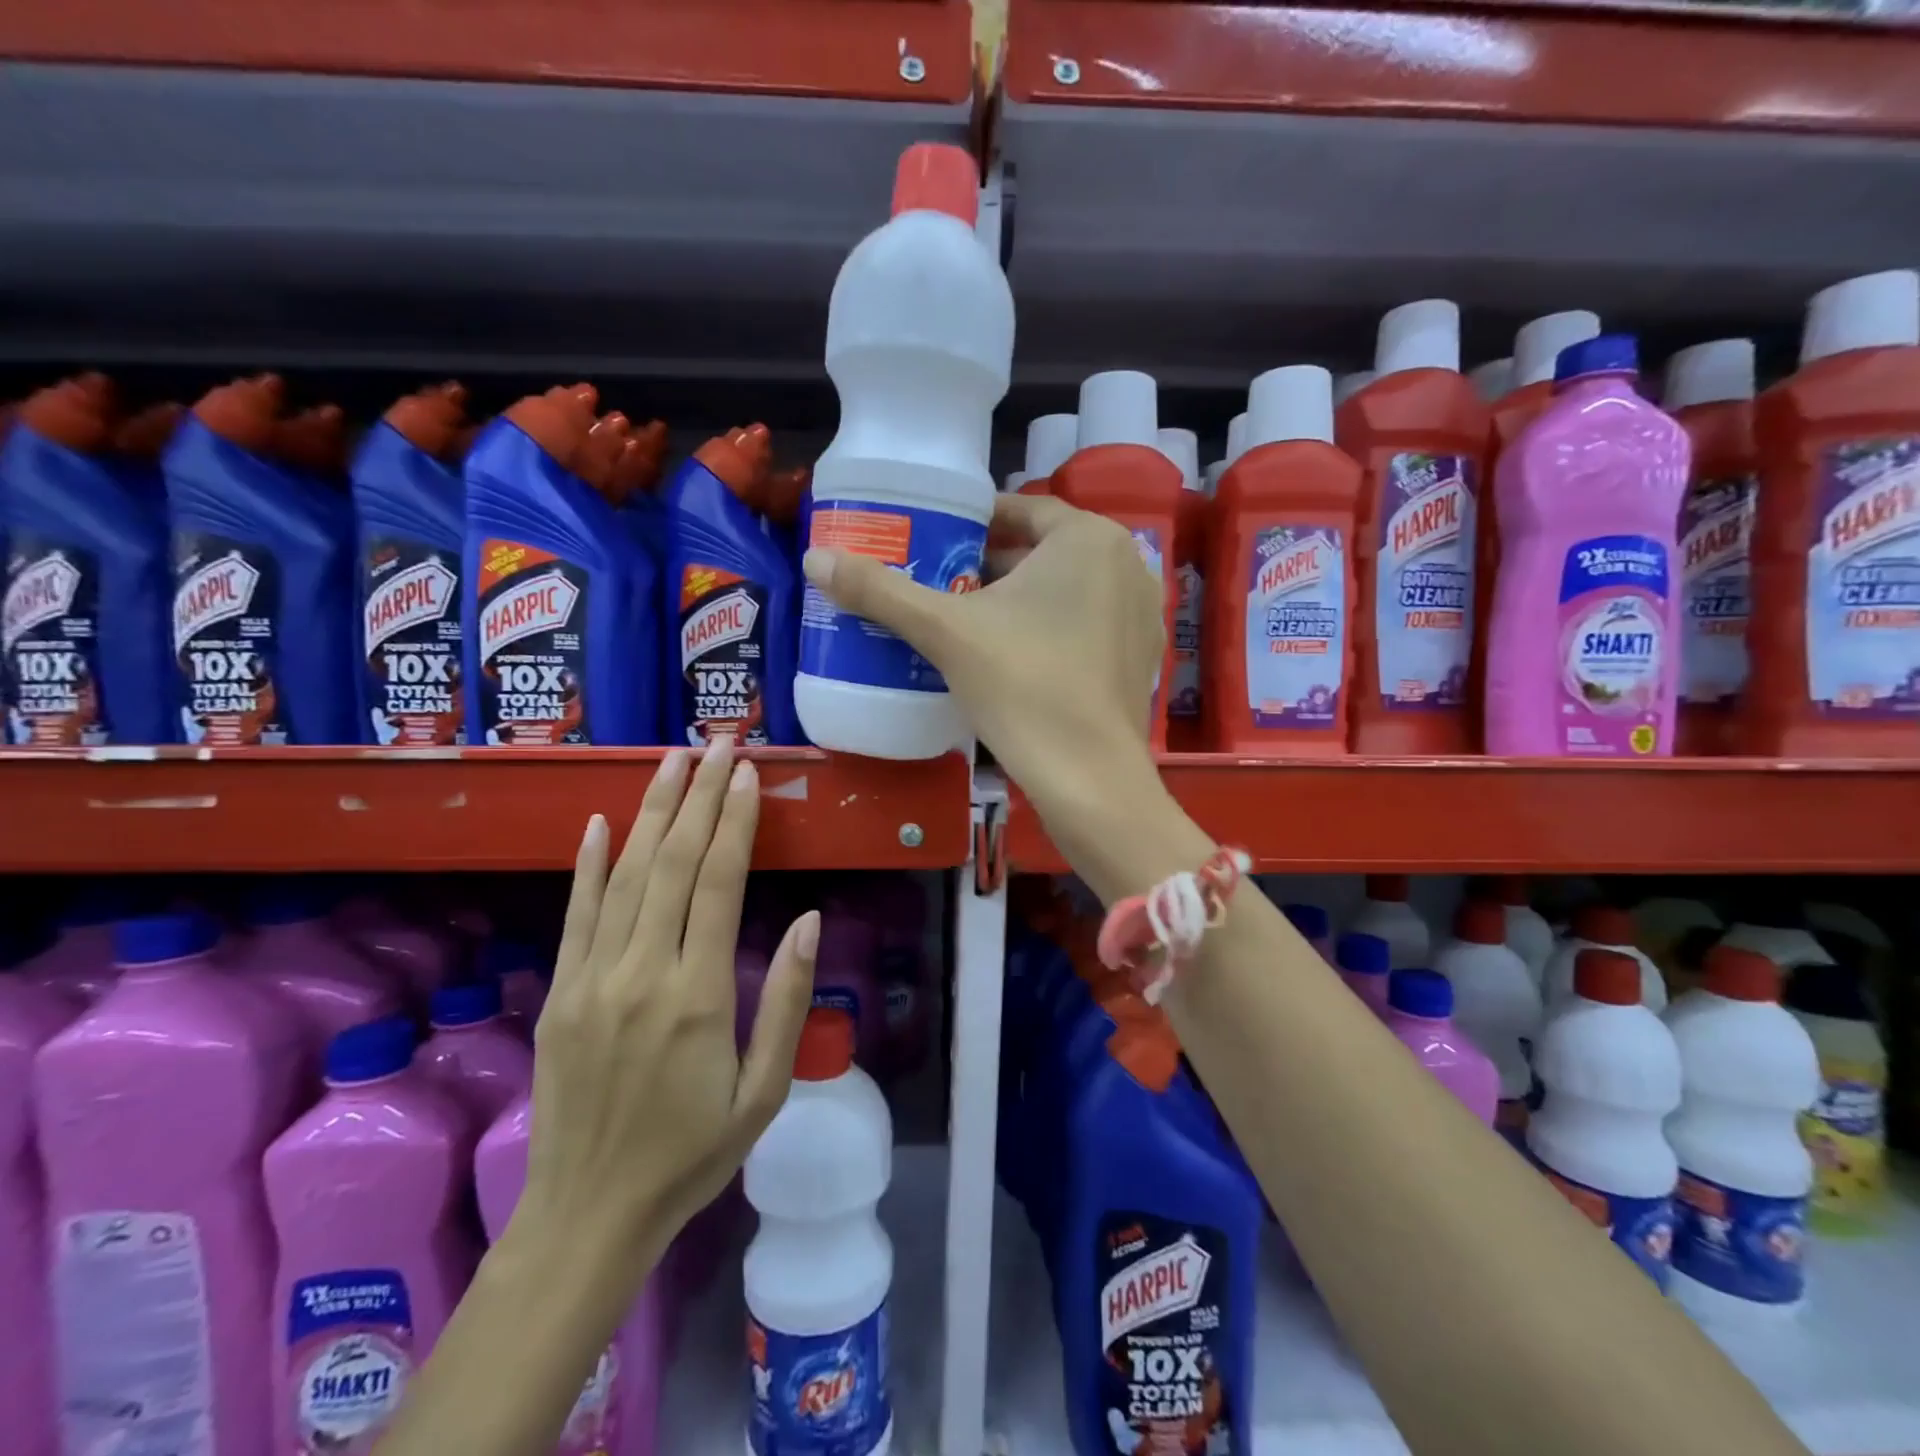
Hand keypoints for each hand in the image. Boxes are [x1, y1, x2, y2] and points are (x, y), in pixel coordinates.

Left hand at [517, 737, 818, 1279]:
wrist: (589, 1214)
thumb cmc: (692, 1154)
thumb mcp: (764, 1092)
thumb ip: (787, 1001)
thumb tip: (807, 920)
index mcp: (698, 996)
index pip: (716, 885)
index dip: (732, 824)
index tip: (746, 776)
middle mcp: (641, 973)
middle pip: (671, 865)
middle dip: (698, 798)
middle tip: (716, 745)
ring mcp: (593, 980)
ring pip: (624, 877)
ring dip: (650, 813)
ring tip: (672, 763)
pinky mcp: (561, 993)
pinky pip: (576, 915)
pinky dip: (587, 864)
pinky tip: (598, 822)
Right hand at [802, 493, 1164, 830]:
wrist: (1088, 777)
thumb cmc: (1021, 685)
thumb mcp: (946, 632)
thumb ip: (881, 592)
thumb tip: (815, 558)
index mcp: (1088, 537)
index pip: (1021, 509)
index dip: (972, 522)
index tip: (934, 540)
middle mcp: (1126, 562)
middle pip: (1042, 550)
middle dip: (990, 564)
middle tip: (939, 583)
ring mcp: (1141, 612)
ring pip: (1065, 589)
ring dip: (1018, 598)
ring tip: (965, 619)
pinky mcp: (1140, 656)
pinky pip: (1086, 623)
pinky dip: (1050, 628)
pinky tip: (1011, 656)